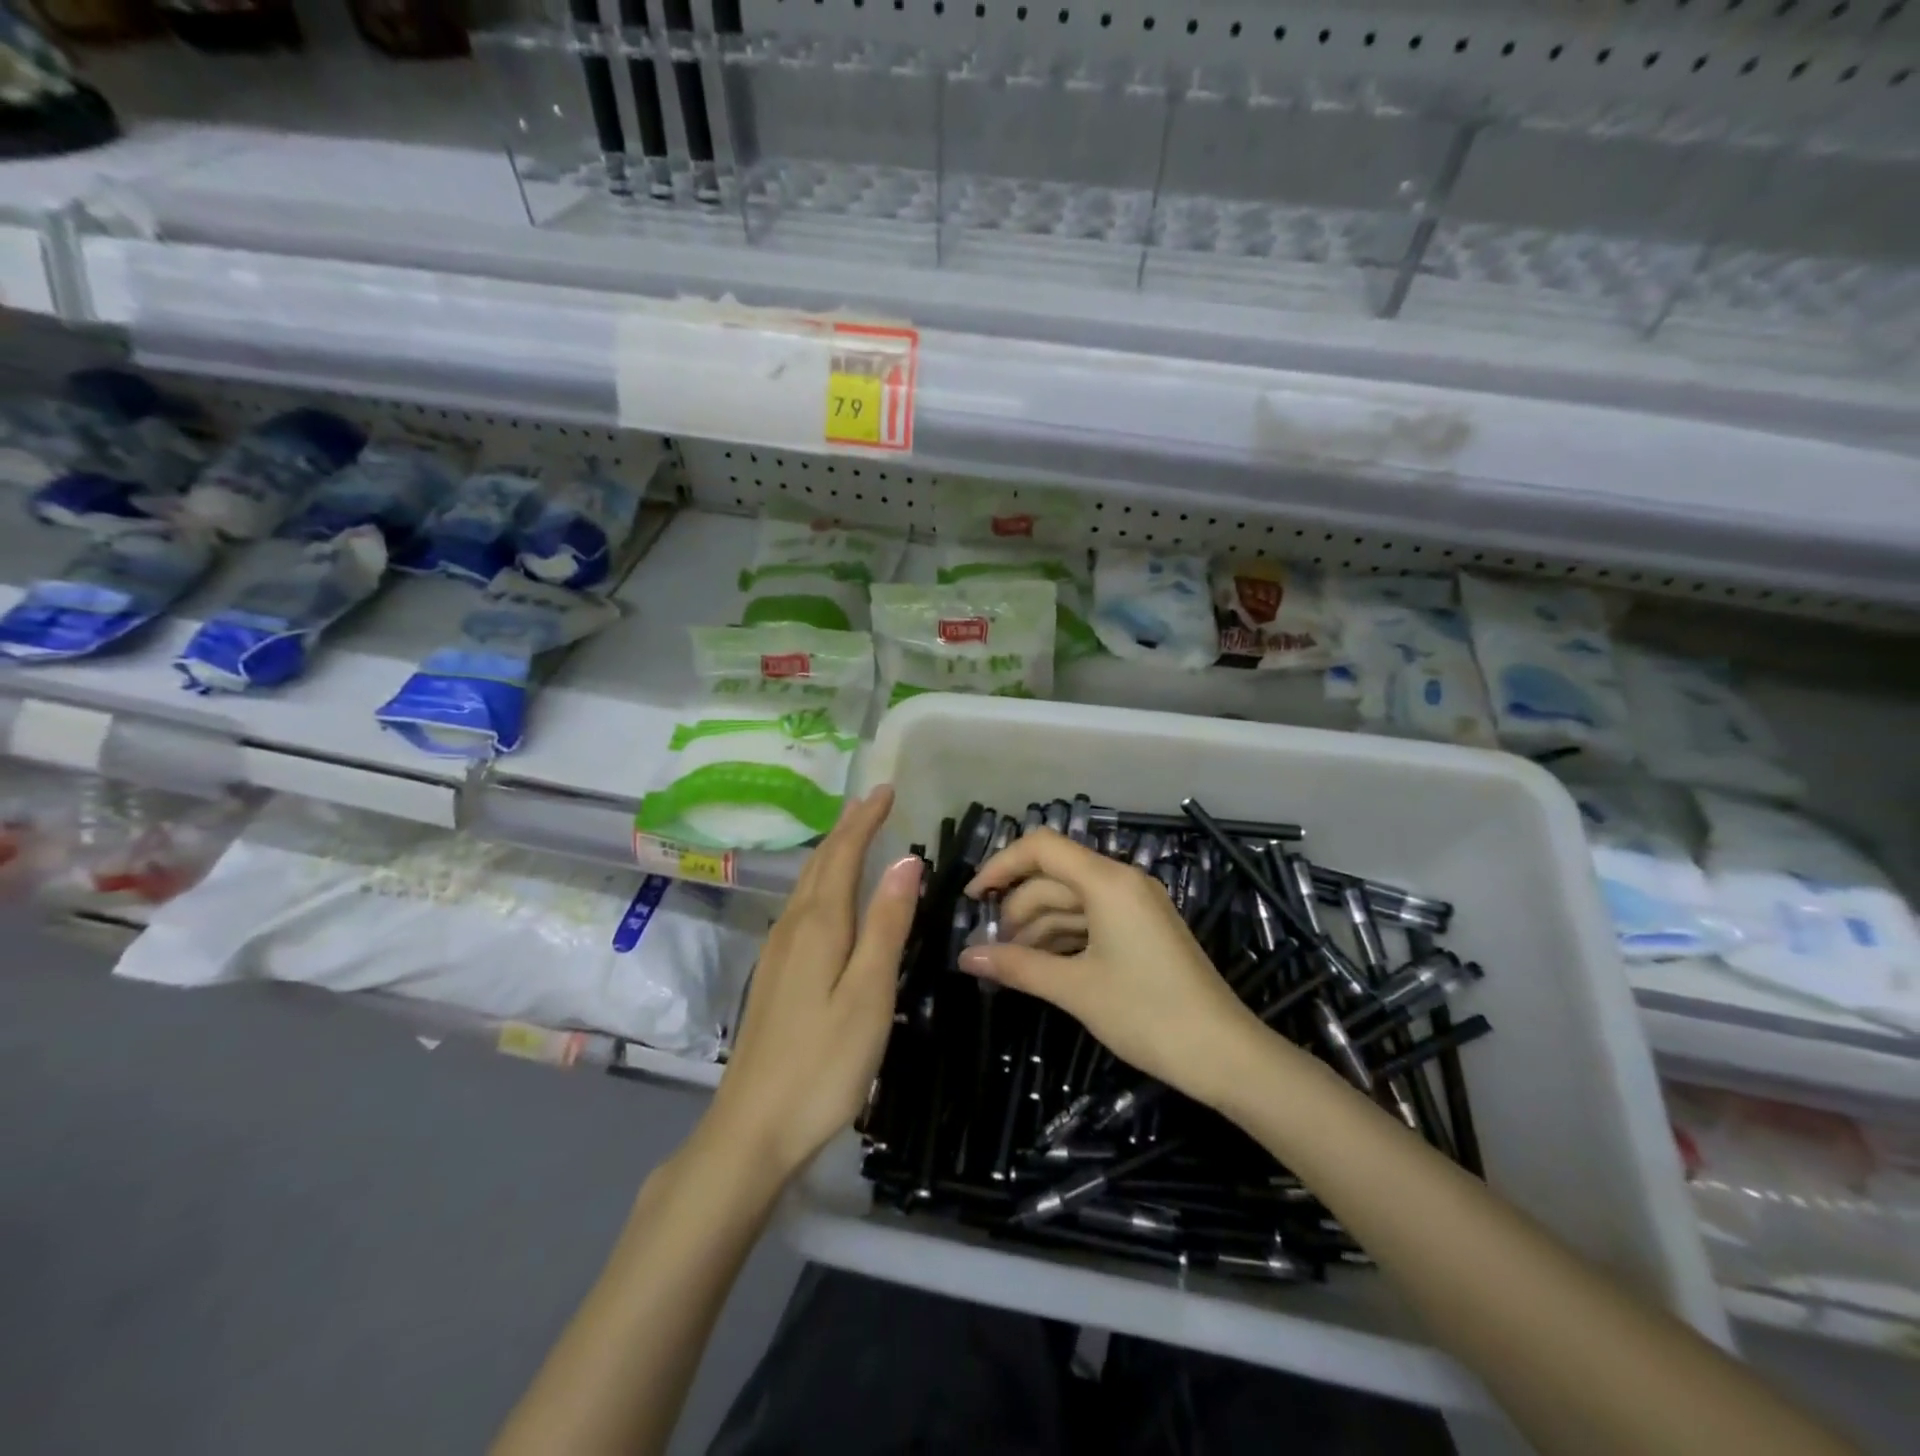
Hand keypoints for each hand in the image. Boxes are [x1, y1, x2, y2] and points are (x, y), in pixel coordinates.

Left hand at [706, 787, 921, 1179]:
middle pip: (820, 864)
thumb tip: (906, 859)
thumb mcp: (869, 993)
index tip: (887, 789)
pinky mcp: (774, 976)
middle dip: (847, 828)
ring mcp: (778, 953)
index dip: (865, 819)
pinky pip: (802, 908)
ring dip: (832, 852)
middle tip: (873, 802)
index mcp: (819, 926)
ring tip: (855, 835)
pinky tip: (829, 897)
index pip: (843, 854)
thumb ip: (886, 925)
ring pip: (807, 885)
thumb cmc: (823, 1063)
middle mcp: (793, 928)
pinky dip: (822, 883)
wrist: (752, 1129)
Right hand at [958, 829, 1265, 1110]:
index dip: (1001, 866)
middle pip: (1054, 877)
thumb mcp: (1076, 989)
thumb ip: (1018, 966)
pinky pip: (1092, 920)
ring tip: (1012, 965)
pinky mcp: (1143, 929)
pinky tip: (1043, 966)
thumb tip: (966, 958)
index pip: (1041, 848)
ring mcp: (1136, 905)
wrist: (1225, 1054)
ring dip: (1038, 927)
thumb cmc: (1147, 1014)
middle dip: (1018, 909)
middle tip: (991, 950)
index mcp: (1108, 882)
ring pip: (1071, 901)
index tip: (973, 900)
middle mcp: (1122, 882)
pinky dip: (1064, 938)